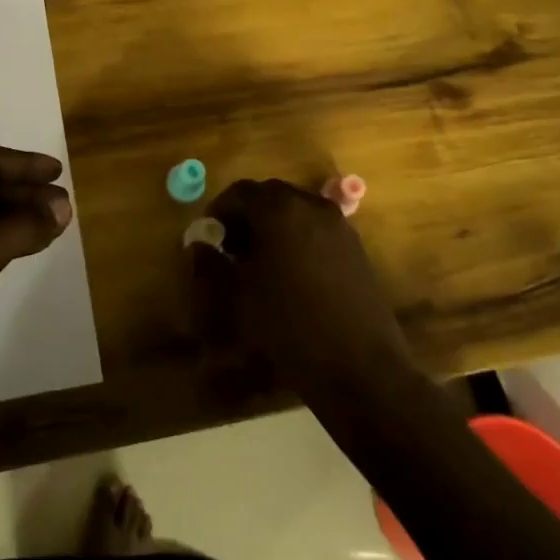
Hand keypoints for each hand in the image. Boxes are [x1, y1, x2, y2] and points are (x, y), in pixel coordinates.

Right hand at [191, 178, 412, 392]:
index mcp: (279, 209)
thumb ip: (211, 264)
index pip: (239, 192)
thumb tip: (198, 246)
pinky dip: (297, 238)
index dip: (219, 211)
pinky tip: (292, 274)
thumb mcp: (238, 297)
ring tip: (261, 262)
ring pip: (295, 211)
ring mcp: (338, 225)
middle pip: (269, 196)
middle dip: (246, 217)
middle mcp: (310, 205)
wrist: (360, 366)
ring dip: (273, 227)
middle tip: (231, 248)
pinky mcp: (356, 247)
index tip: (209, 238)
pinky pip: (316, 229)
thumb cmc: (289, 325)